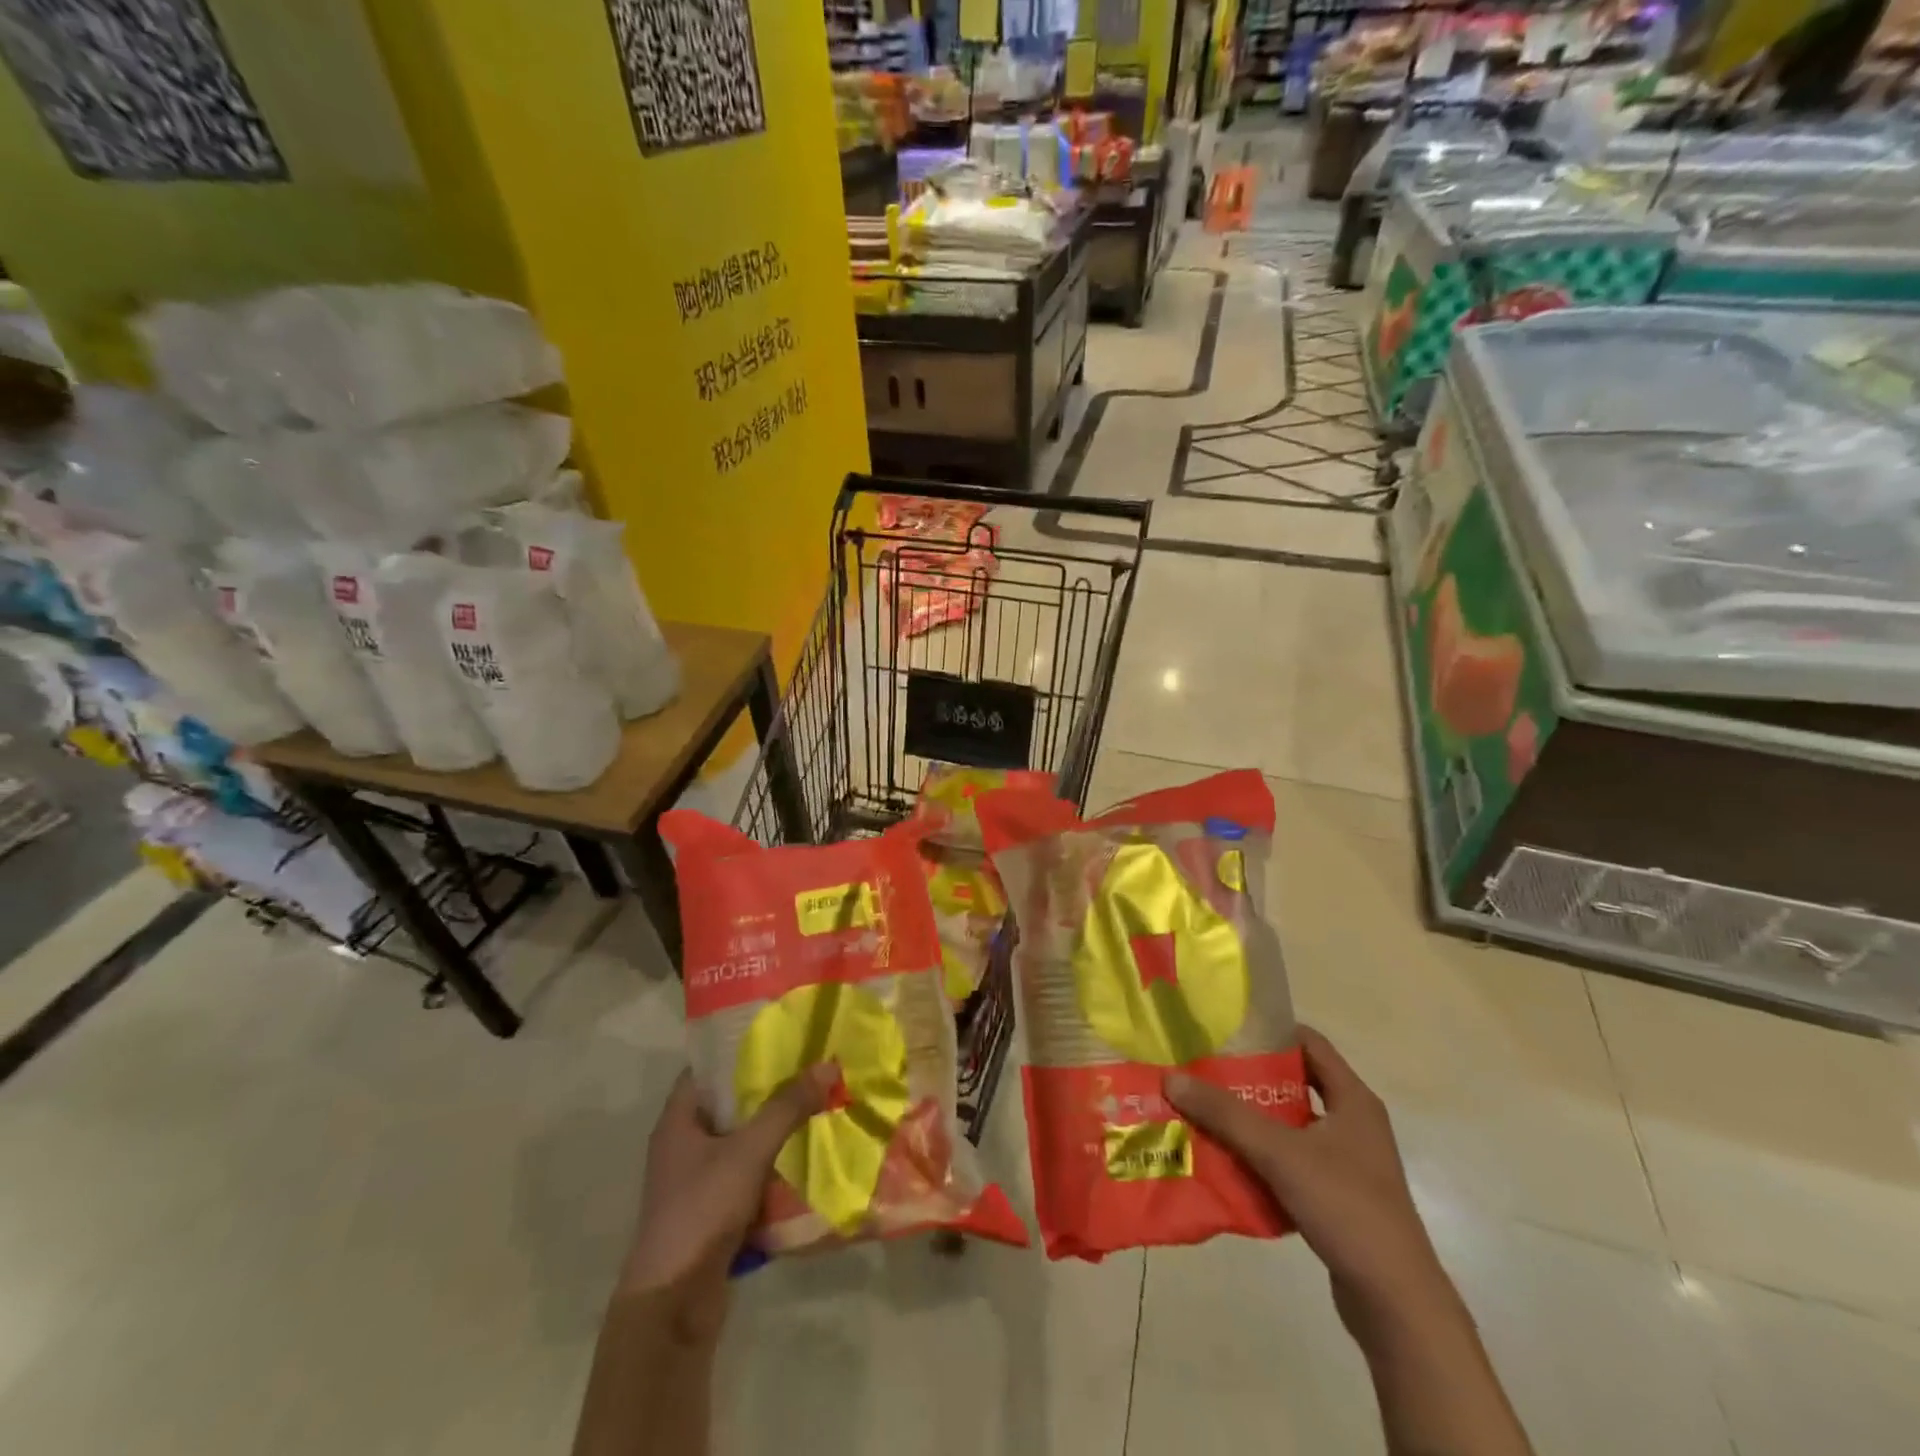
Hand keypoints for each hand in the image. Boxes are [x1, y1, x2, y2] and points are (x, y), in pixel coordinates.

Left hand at [620, 1065, 834, 1344]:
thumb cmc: (700, 1211)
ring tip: (819, 1103)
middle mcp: (684, 1145)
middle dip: (770, 1088)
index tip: (781, 1035)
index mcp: (678, 1121)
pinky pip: (749, 1174)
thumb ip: (787, 1107)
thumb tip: (828, 1065)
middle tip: (812, 1066)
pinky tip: (809, 1154)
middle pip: (731, 1104)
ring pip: (743, 1140)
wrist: (673, 1307)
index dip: (741, 1048)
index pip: (708, 1068)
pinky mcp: (715, 1212)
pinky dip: (775, 1164)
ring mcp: (699, 1181)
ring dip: (777, 1127)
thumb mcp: (748, 1151)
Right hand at [1166, 1027, 1465, 1345]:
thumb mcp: (1279, 1152)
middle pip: (1294, 1084)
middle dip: (1248, 1079)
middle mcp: (1354, 1123)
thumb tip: (1171, 1077)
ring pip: (1290, 1126)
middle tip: (1203, 1072)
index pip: (1308, 1042)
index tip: (1223, 1031)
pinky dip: (1261, 1158)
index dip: (1268, 1032)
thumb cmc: (1345, 1206)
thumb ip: (1225, 1114)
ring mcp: (1348, 1163)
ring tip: (1204, 1114)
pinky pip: (1291, 1162)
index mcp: (1353, 1099)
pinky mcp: (1338, 1197)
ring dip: (1251, 1121)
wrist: (1396, 1302)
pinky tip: (1227, 1162)